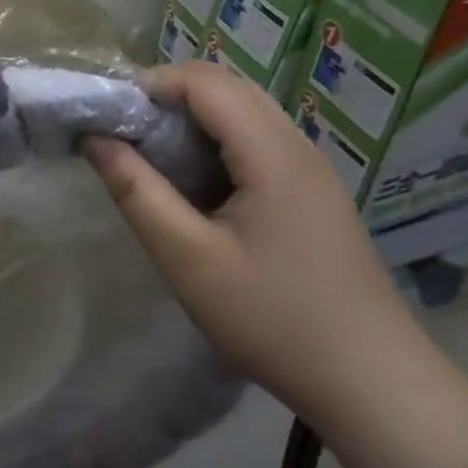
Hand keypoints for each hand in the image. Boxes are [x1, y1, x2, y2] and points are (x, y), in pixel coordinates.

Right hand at [81, 62, 427, 425]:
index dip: (149, 85)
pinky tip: (193, 187)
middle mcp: (297, 147)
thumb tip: (93, 139)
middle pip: (225, 88)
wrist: (373, 385)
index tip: (106, 117)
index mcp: (272, 154)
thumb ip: (136, 191)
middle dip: (165, 99)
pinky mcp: (311, 194)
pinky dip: (213, 145)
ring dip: (189, 122)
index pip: (204, 82)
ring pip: (241, 114)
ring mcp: (310, 171)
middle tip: (121, 137)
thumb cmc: (272, 319)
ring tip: (148, 160)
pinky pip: (255, 143)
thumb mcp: (187, 258)